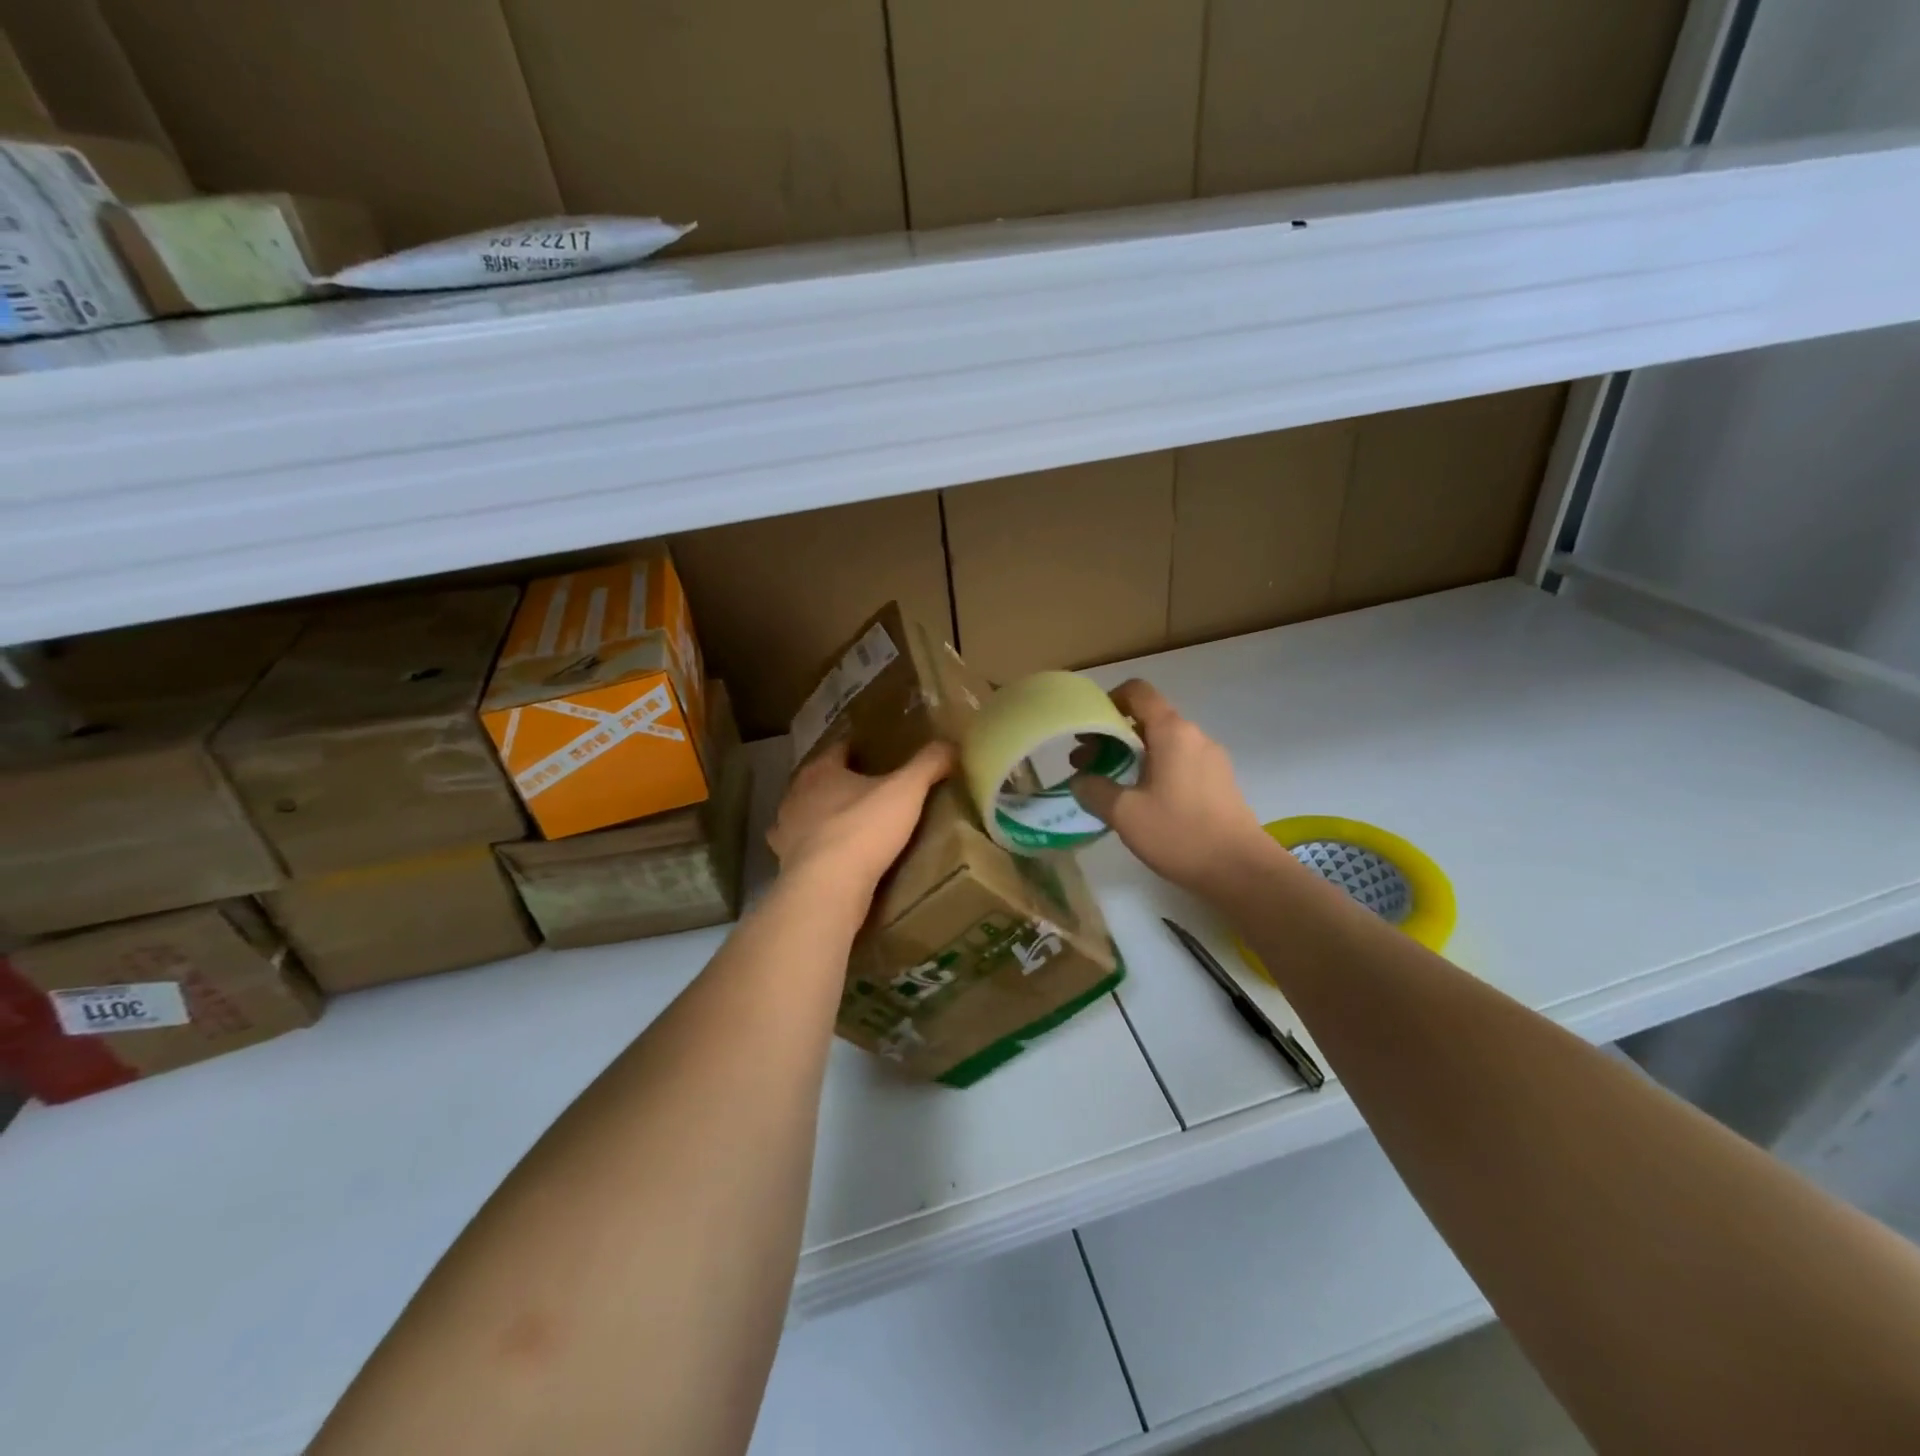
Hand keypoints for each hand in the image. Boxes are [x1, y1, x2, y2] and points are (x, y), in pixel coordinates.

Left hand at [768, 737, 955, 893]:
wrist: (826, 888)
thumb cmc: (863, 829)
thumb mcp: (907, 791)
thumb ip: (928, 764)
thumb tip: (950, 743)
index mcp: (820, 770)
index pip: (839, 748)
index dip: (859, 749)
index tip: (880, 753)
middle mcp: (796, 795)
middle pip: (821, 781)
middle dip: (843, 783)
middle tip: (873, 790)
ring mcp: (785, 831)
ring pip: (808, 815)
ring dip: (826, 817)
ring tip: (854, 825)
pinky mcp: (786, 864)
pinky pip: (805, 849)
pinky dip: (819, 849)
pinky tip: (836, 858)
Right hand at [1070, 679, 1281, 897]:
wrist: (1241, 871)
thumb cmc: (1180, 833)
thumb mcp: (1125, 813)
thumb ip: (1094, 790)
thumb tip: (1080, 780)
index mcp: (1172, 732)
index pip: (1138, 692)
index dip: (1108, 700)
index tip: (1088, 727)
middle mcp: (1194, 736)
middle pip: (1147, 719)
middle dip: (1112, 735)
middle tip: (1086, 763)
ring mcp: (1211, 759)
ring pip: (1162, 743)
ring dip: (1131, 755)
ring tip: (1108, 784)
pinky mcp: (1218, 782)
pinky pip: (1179, 762)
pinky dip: (1153, 769)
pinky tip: (1140, 800)